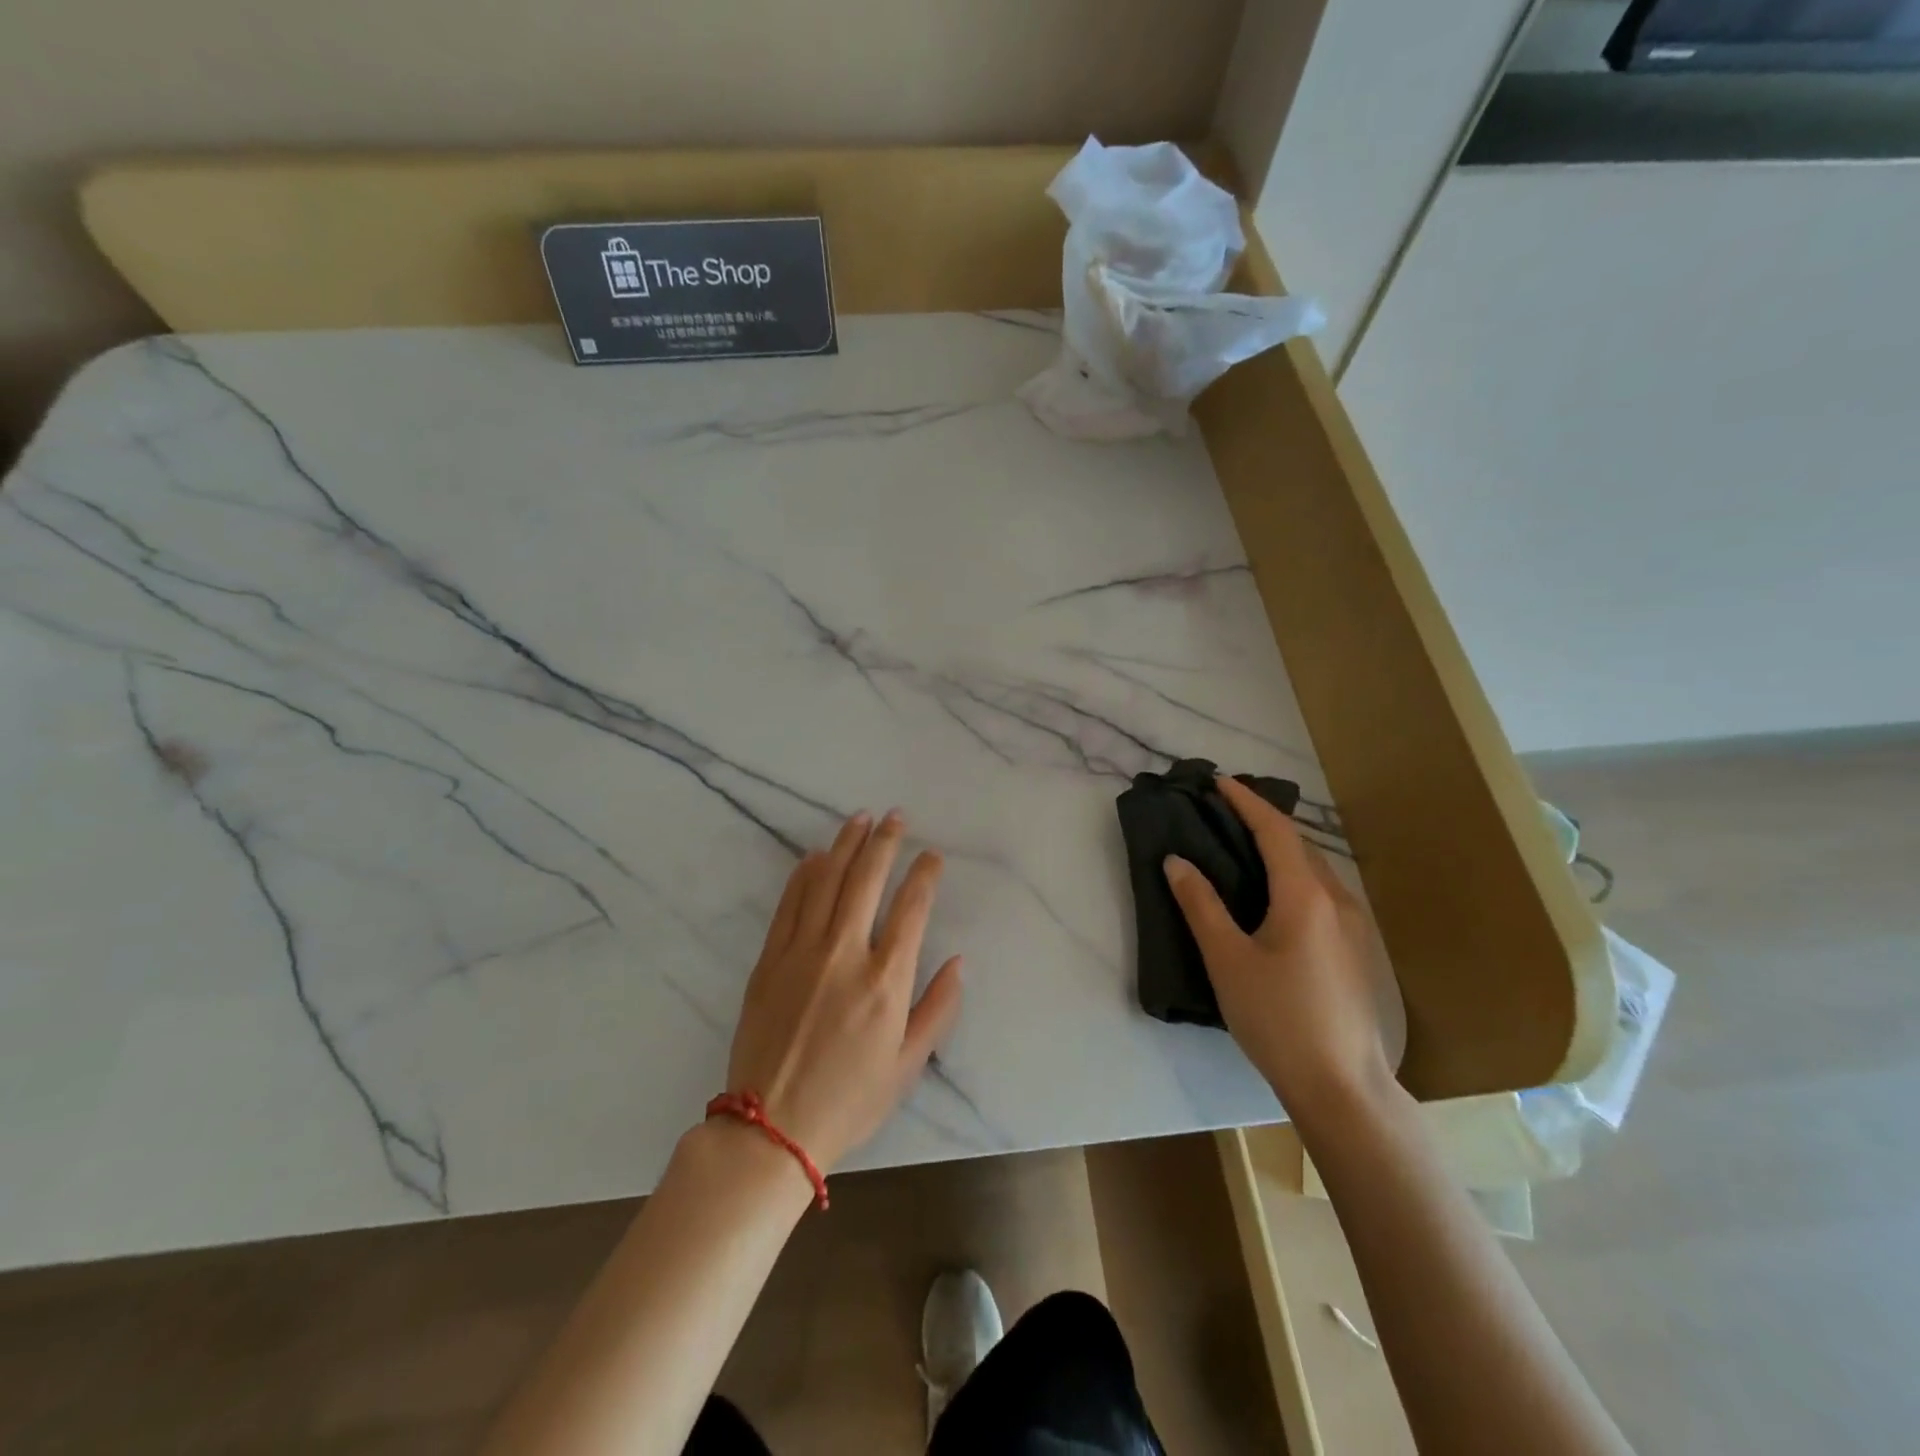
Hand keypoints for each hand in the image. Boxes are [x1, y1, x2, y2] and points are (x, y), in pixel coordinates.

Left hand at [726, 809, 963, 1173]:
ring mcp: (802, 952)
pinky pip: (789, 903)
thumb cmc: (849, 1100)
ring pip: (827, 881)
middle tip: (896, 817)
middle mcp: (845, 953)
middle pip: (867, 880)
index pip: (911, 908)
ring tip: (861, 818)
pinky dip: (804, 874)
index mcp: (885, 981)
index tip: (932, 855)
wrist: (770, 1127)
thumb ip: (938, 1010)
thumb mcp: (907, 1066)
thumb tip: (959, 962)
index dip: (924, 875)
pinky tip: (815, 855)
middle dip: (886, 842)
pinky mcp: (770, 958)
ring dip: (846, 845)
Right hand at [1163, 776, 1391, 1121]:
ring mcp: (1354, 926)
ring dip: (1281, 847)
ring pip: (1315, 868)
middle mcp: (1337, 900)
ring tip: (1246, 845)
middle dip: (1263, 820)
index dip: (1246, 802)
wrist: (1342, 1085)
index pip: (1275, 830)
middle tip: (1225, 811)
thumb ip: (1201, 905)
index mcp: (1305, 896)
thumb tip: (1176, 861)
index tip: (1219, 782)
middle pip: (1299, 844)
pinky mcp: (1357, 949)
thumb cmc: (1277, 1018)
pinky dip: (1295, 873)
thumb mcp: (1227, 960)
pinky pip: (1324, 891)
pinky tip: (1277, 894)